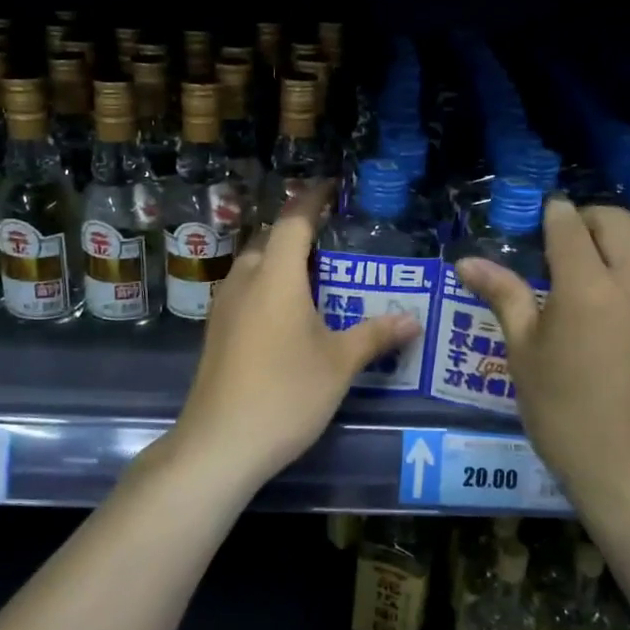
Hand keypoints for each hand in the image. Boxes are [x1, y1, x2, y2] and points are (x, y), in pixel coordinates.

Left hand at [169, 182, 420, 492]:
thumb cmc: (285, 394)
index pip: (295, 220)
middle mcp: (245, 280)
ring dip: (281, 259)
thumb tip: (412, 320)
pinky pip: (246, 289)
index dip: (313, 198)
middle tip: (335, 238)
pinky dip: (268, 284)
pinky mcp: (216, 331)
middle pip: (271, 239)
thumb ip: (375, 335)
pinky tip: (288, 311)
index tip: (332, 185)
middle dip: (299, 231)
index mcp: (276, 276)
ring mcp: (224, 306)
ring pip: (254, 264)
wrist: (219, 444)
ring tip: (316, 273)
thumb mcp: (339, 364)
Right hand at [456, 199, 629, 509]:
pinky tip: (625, 311)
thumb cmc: (564, 412)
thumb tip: (467, 262)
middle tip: (566, 242)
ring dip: (623, 241)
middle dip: (589, 220)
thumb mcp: (524, 352)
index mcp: (586, 285)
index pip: (570, 224)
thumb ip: (502, 296)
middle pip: (618, 222)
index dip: (553, 214)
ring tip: (599, 267)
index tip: (542, 217)